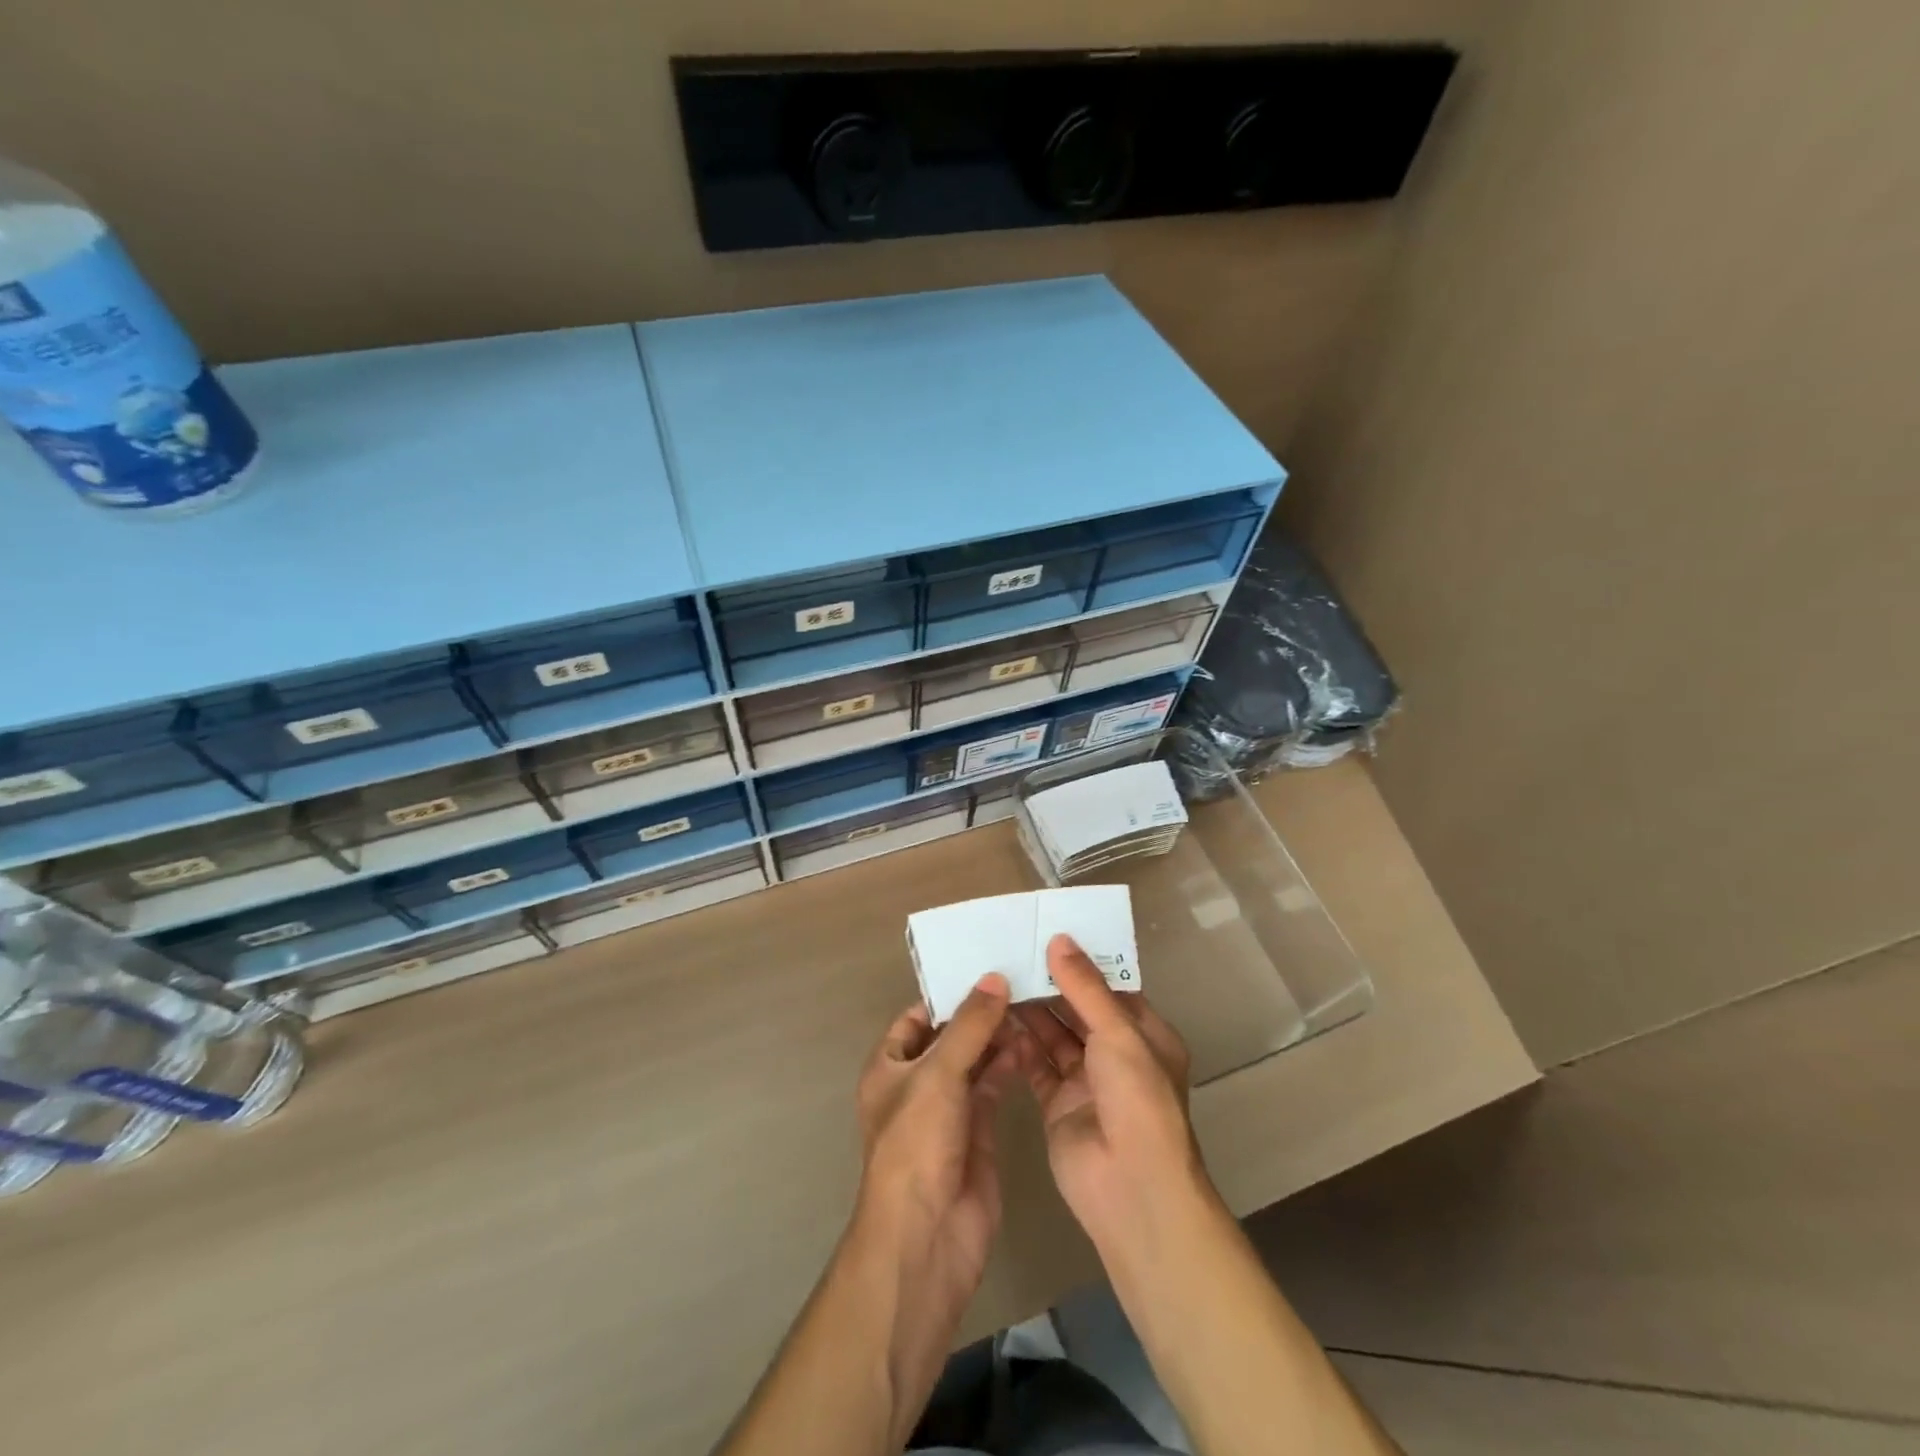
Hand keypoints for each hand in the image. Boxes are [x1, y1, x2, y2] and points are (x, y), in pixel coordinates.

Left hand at [852, 974, 1020, 1374]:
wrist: (927, 1237)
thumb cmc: (916, 1145)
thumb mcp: (938, 1074)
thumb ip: (969, 1026)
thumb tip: (994, 977)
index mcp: (890, 1066)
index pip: (918, 1016)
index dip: (948, 993)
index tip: (987, 965)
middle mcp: (917, 1083)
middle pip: (951, 1036)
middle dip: (980, 1012)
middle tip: (1021, 978)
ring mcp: (948, 1108)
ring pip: (975, 1059)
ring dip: (999, 1036)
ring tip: (1032, 1003)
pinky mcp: (978, 1130)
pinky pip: (993, 1086)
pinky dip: (1010, 1065)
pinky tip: (1033, 1043)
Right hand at [1012, 935, 1206, 1253]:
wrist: (1132, 1189)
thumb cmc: (1137, 1100)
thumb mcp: (1118, 1034)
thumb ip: (1085, 988)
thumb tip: (1060, 940)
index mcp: (1144, 1035)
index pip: (1110, 989)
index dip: (1082, 963)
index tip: (1047, 934)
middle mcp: (1116, 1054)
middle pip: (1078, 1010)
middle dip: (1049, 985)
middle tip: (1011, 952)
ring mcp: (1086, 1081)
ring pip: (1054, 1036)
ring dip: (1030, 1012)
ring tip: (997, 979)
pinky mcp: (1057, 1104)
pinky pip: (1035, 1065)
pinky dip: (1018, 1044)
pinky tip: (994, 1020)